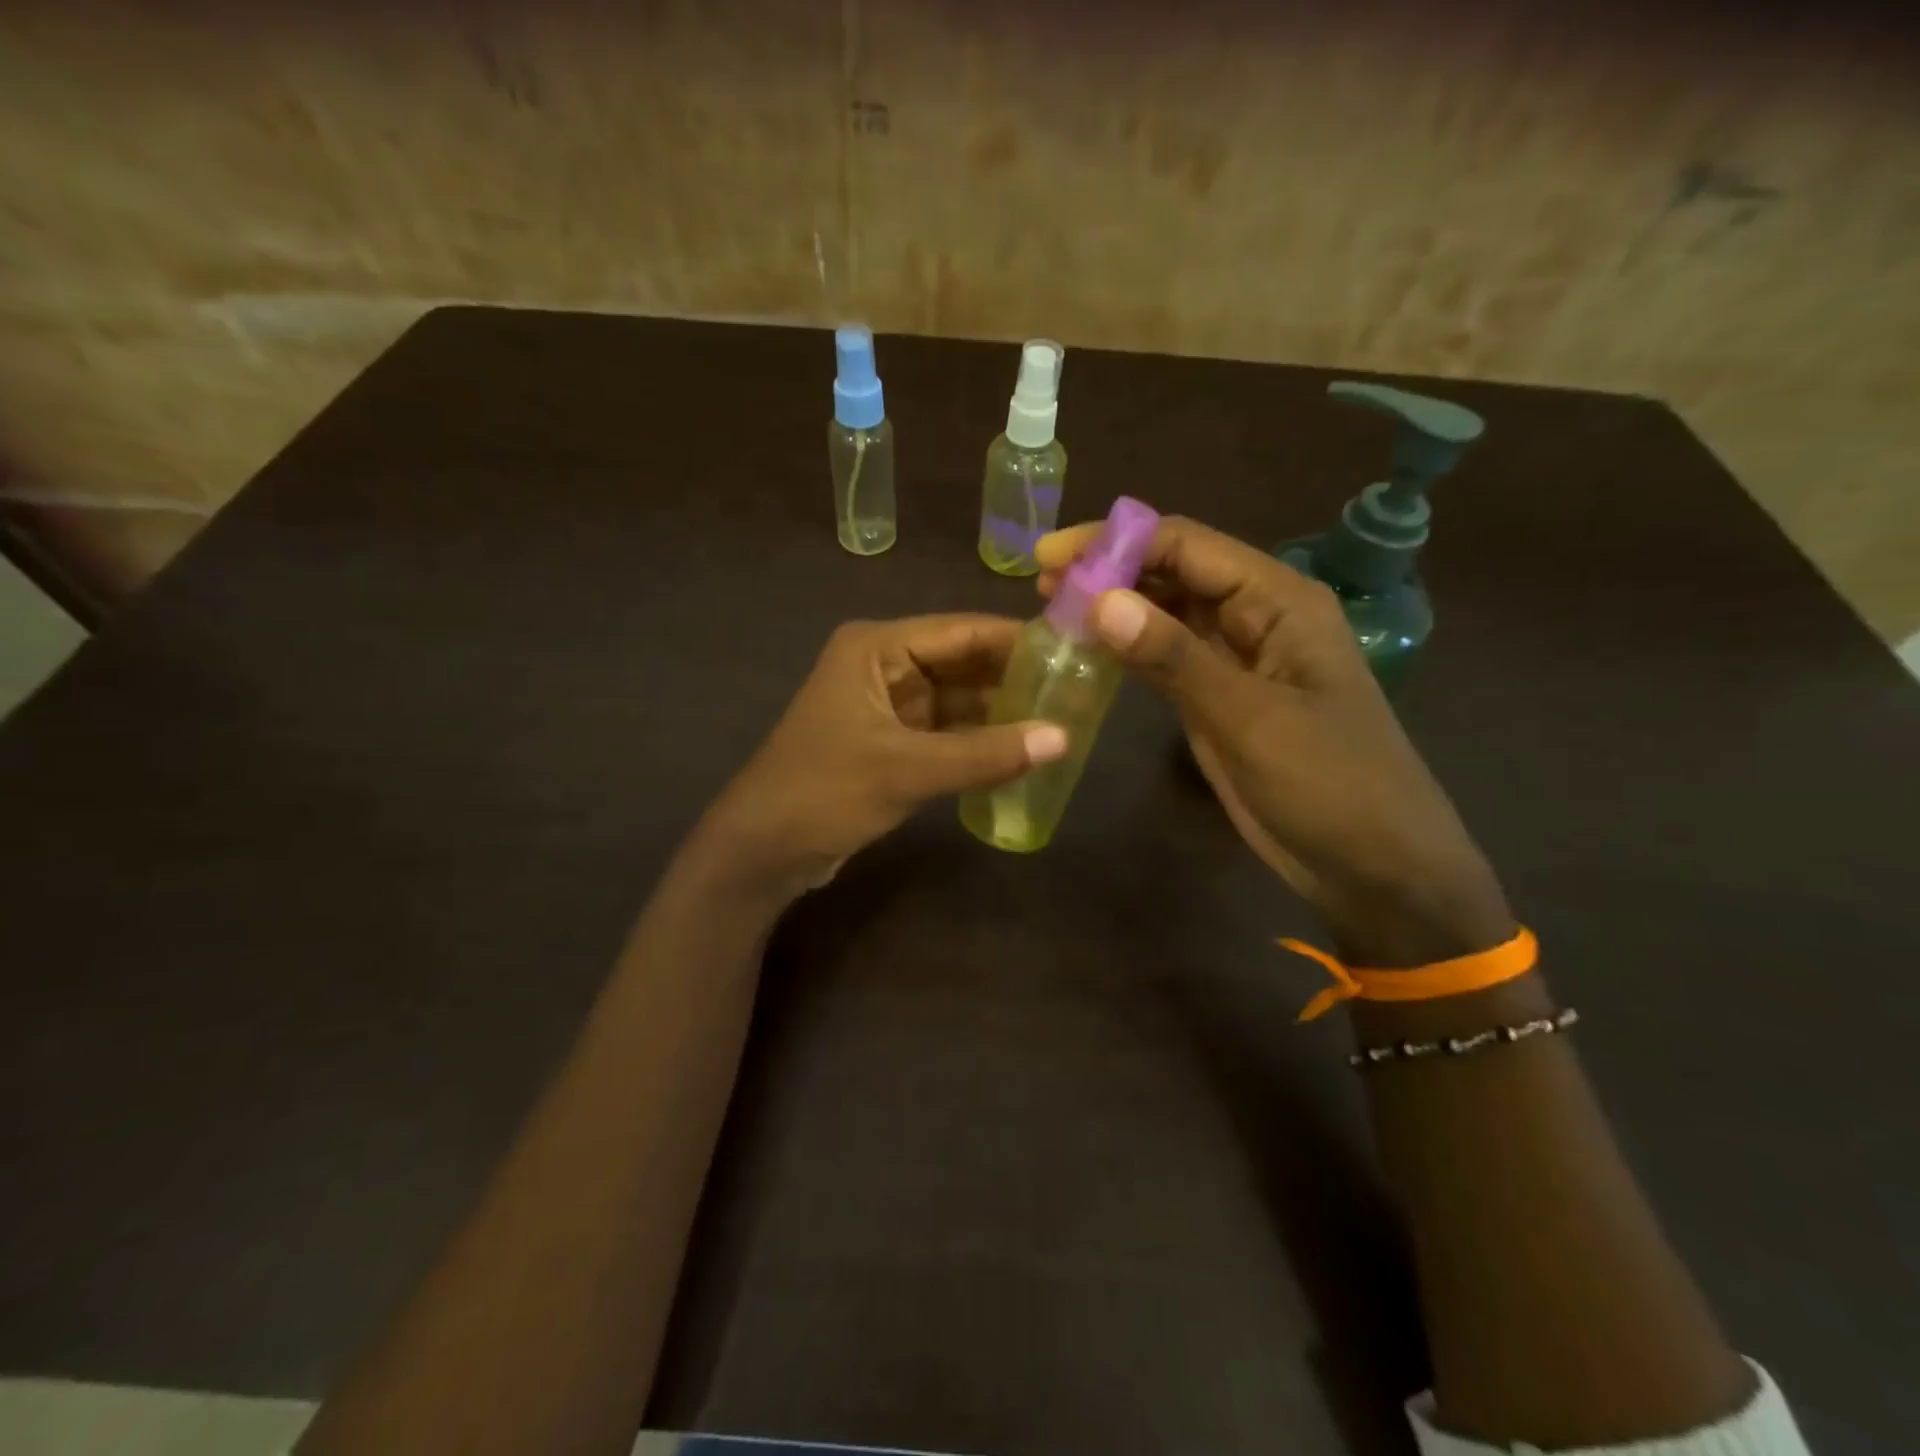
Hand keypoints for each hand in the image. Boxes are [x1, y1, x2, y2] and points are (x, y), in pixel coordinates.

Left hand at [701, 616, 1067, 897]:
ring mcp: (888, 705)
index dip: (1018, 639)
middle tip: (1080, 688)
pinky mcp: (891, 742)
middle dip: (1014, 677)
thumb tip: (1063, 738)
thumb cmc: (824, 792)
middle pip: (963, 663)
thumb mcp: (907, 770)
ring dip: (1000, 711)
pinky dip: (979, 741)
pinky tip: (1023, 751)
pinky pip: (947, 732)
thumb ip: (985, 754)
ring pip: (957, 699)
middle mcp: (884, 665)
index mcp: (877, 648)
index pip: (962, 631)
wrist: (761, 851)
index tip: (1076, 647)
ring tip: (1064, 719)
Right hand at [1036, 517, 1511, 964]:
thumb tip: (1100, 600)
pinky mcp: (1219, 699)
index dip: (1117, 542)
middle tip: (1040, 582)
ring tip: (1051, 608)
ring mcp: (1237, 659)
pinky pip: (1166, 658)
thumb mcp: (1249, 718)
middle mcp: (1256, 617)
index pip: (1188, 545)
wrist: (1374, 867)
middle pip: (1175, 571)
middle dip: (1110, 568)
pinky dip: (1127, 649)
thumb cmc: (1329, 785)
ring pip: (1167, 613)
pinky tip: (1088, 648)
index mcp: (1279, 600)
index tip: (1051, 556)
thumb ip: (1173, 657)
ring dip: (1115, 606)